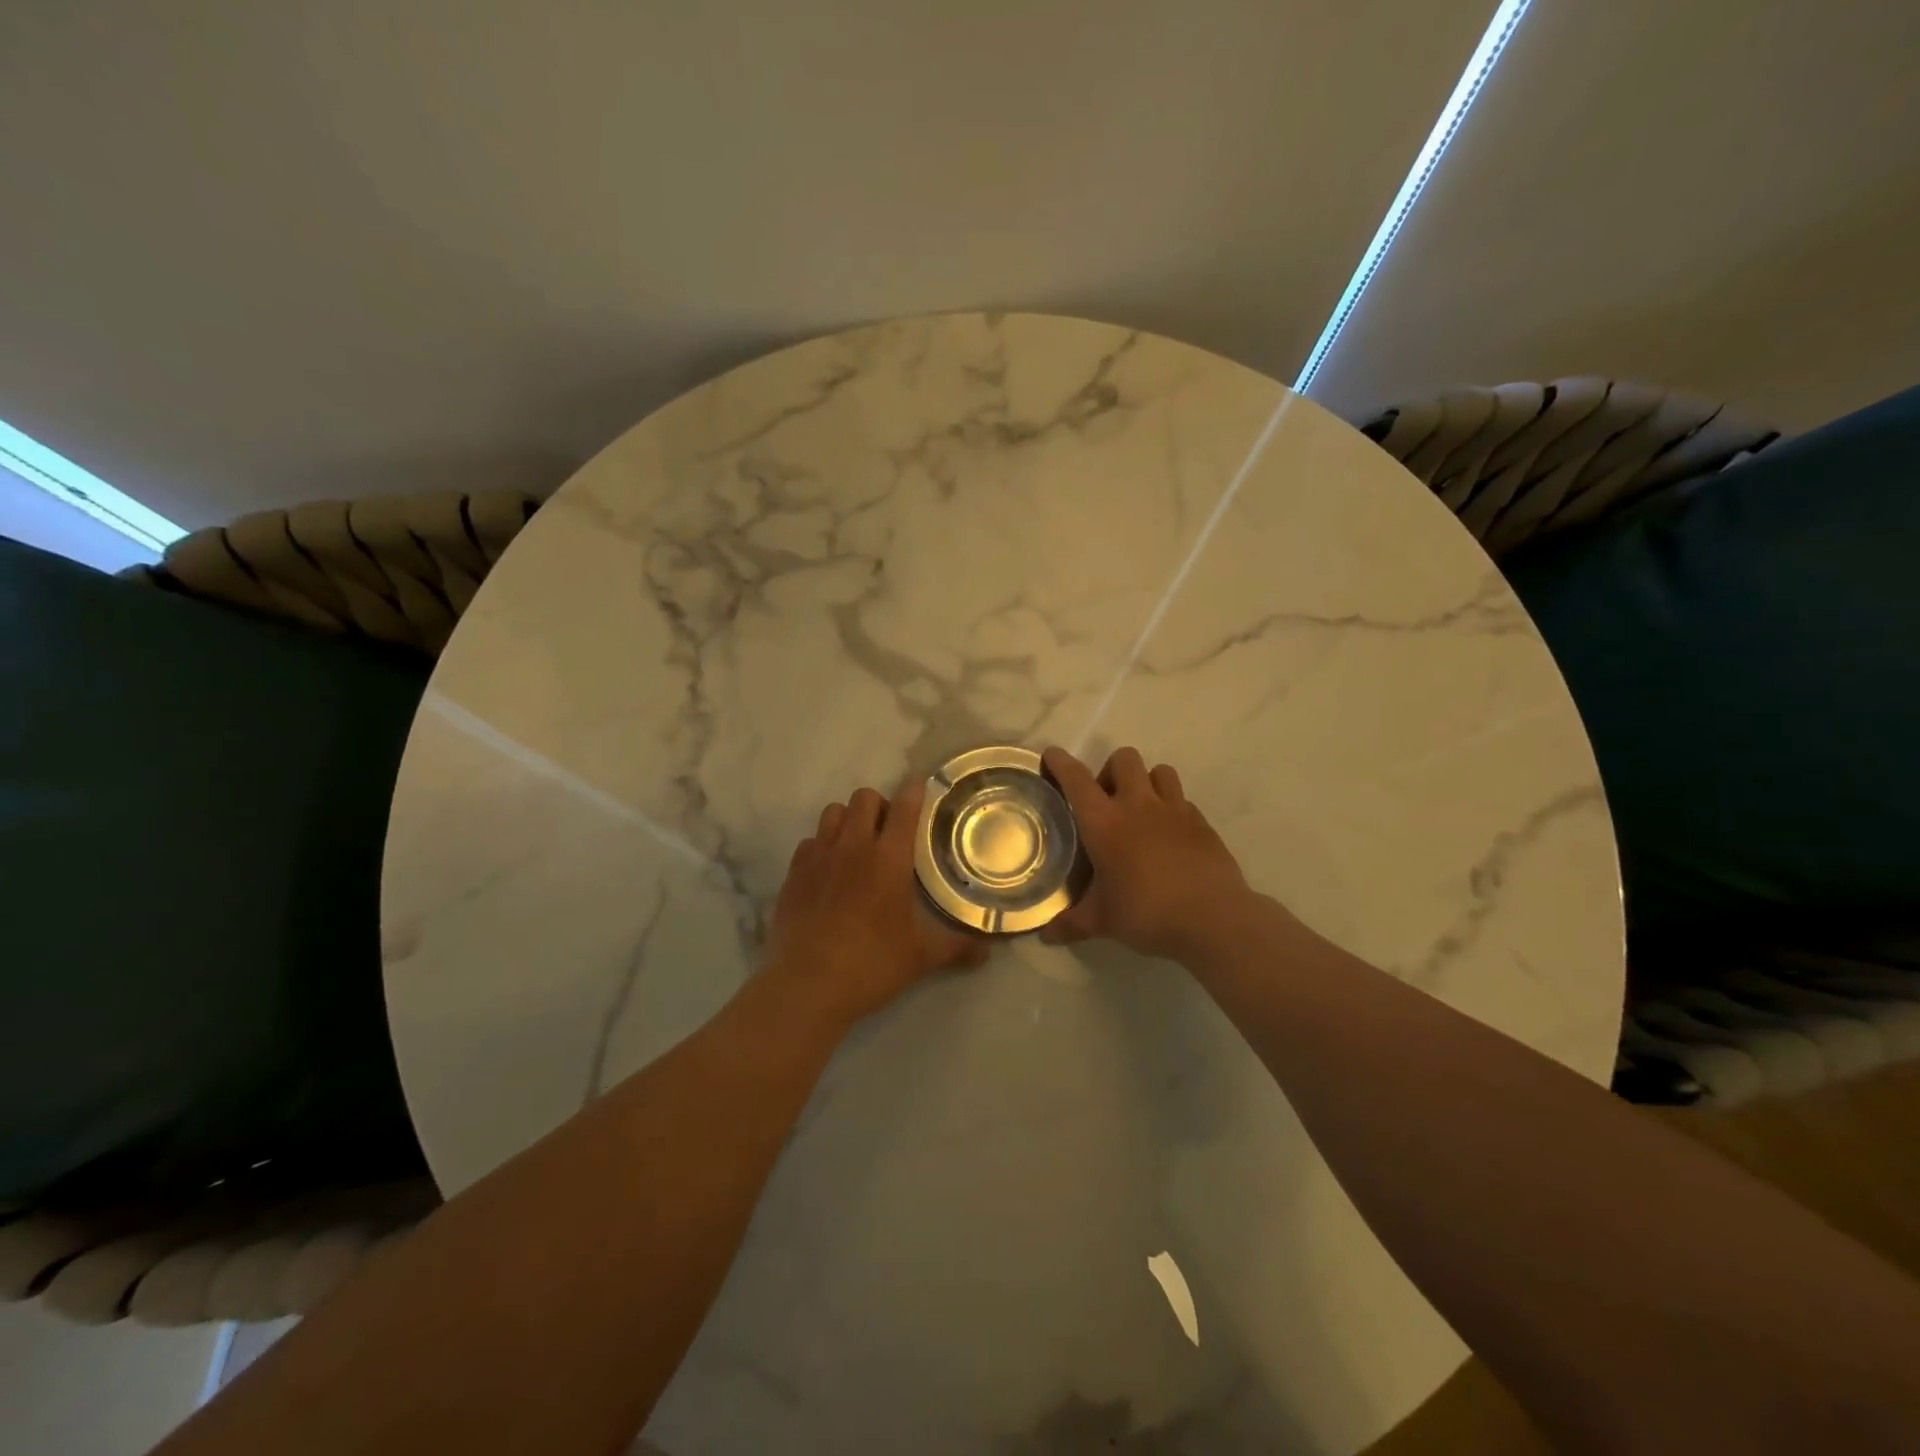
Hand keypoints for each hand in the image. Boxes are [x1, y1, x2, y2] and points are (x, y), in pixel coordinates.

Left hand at [765, 777, 988, 1025]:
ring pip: (833, 812)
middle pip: (864, 798)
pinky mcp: (793, 874)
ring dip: (849, 819)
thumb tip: (988, 952)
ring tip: (857, 845)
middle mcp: (853, 847)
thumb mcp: (921, 957)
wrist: (806, 986)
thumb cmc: (871, 965)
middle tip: (889, 831)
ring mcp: (818, 857)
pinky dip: (822, 845)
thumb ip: (957, 948)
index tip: (919, 784)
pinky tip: (829, 871)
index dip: (914, 789)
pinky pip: (809, 841)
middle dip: (880, 804)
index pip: (905, 807)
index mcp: (889, 859)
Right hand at [1040, 746, 1254, 962]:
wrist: (1214, 919)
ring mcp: (1174, 810)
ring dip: (1146, 782)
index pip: (1076, 779)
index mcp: (1104, 822)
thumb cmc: (1147, 913)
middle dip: (1111, 770)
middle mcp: (1138, 805)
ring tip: (1141, 810)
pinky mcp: (1202, 822)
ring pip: (1159, 770)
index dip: (1060, 762)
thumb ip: (1071, 923)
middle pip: (1124, 759)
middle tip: (1106, 800)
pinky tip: (1169, 835)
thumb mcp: (1103, 921)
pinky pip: (1182, 800)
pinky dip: (1171, 808)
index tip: (1051, 755)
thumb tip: (1045, 936)